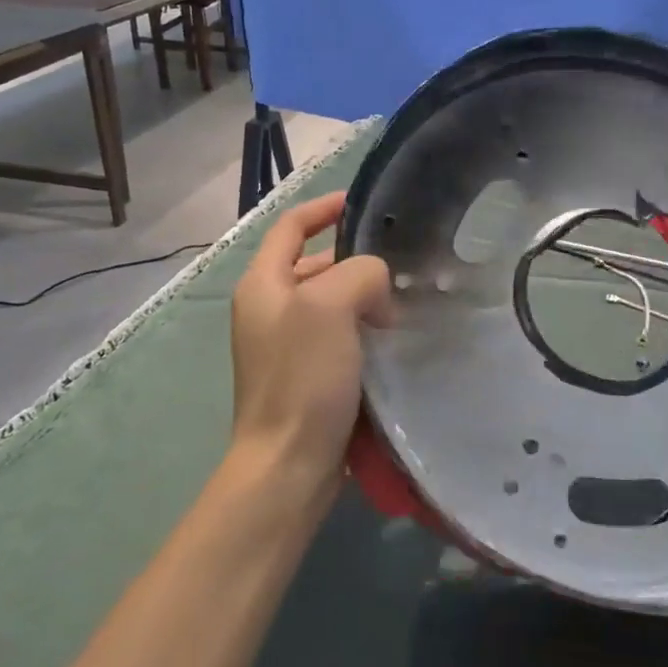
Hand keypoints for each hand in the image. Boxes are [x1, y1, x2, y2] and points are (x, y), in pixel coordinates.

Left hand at [228, 192, 391, 510]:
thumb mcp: (330, 305)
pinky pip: (339, 335)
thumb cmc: (303, 377)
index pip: (292, 226)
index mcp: (263, 284)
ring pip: (332, 302)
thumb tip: (376, 291)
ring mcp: (286, 345)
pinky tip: (393, 339)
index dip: (325, 208)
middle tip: (400, 264)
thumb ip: (359, 273)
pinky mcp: (306, 375)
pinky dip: (364, 329)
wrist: (289, 464)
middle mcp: (269, 309)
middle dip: (355, 260)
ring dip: (364, 297)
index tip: (363, 203)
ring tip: (404, 301)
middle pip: (315, 265)